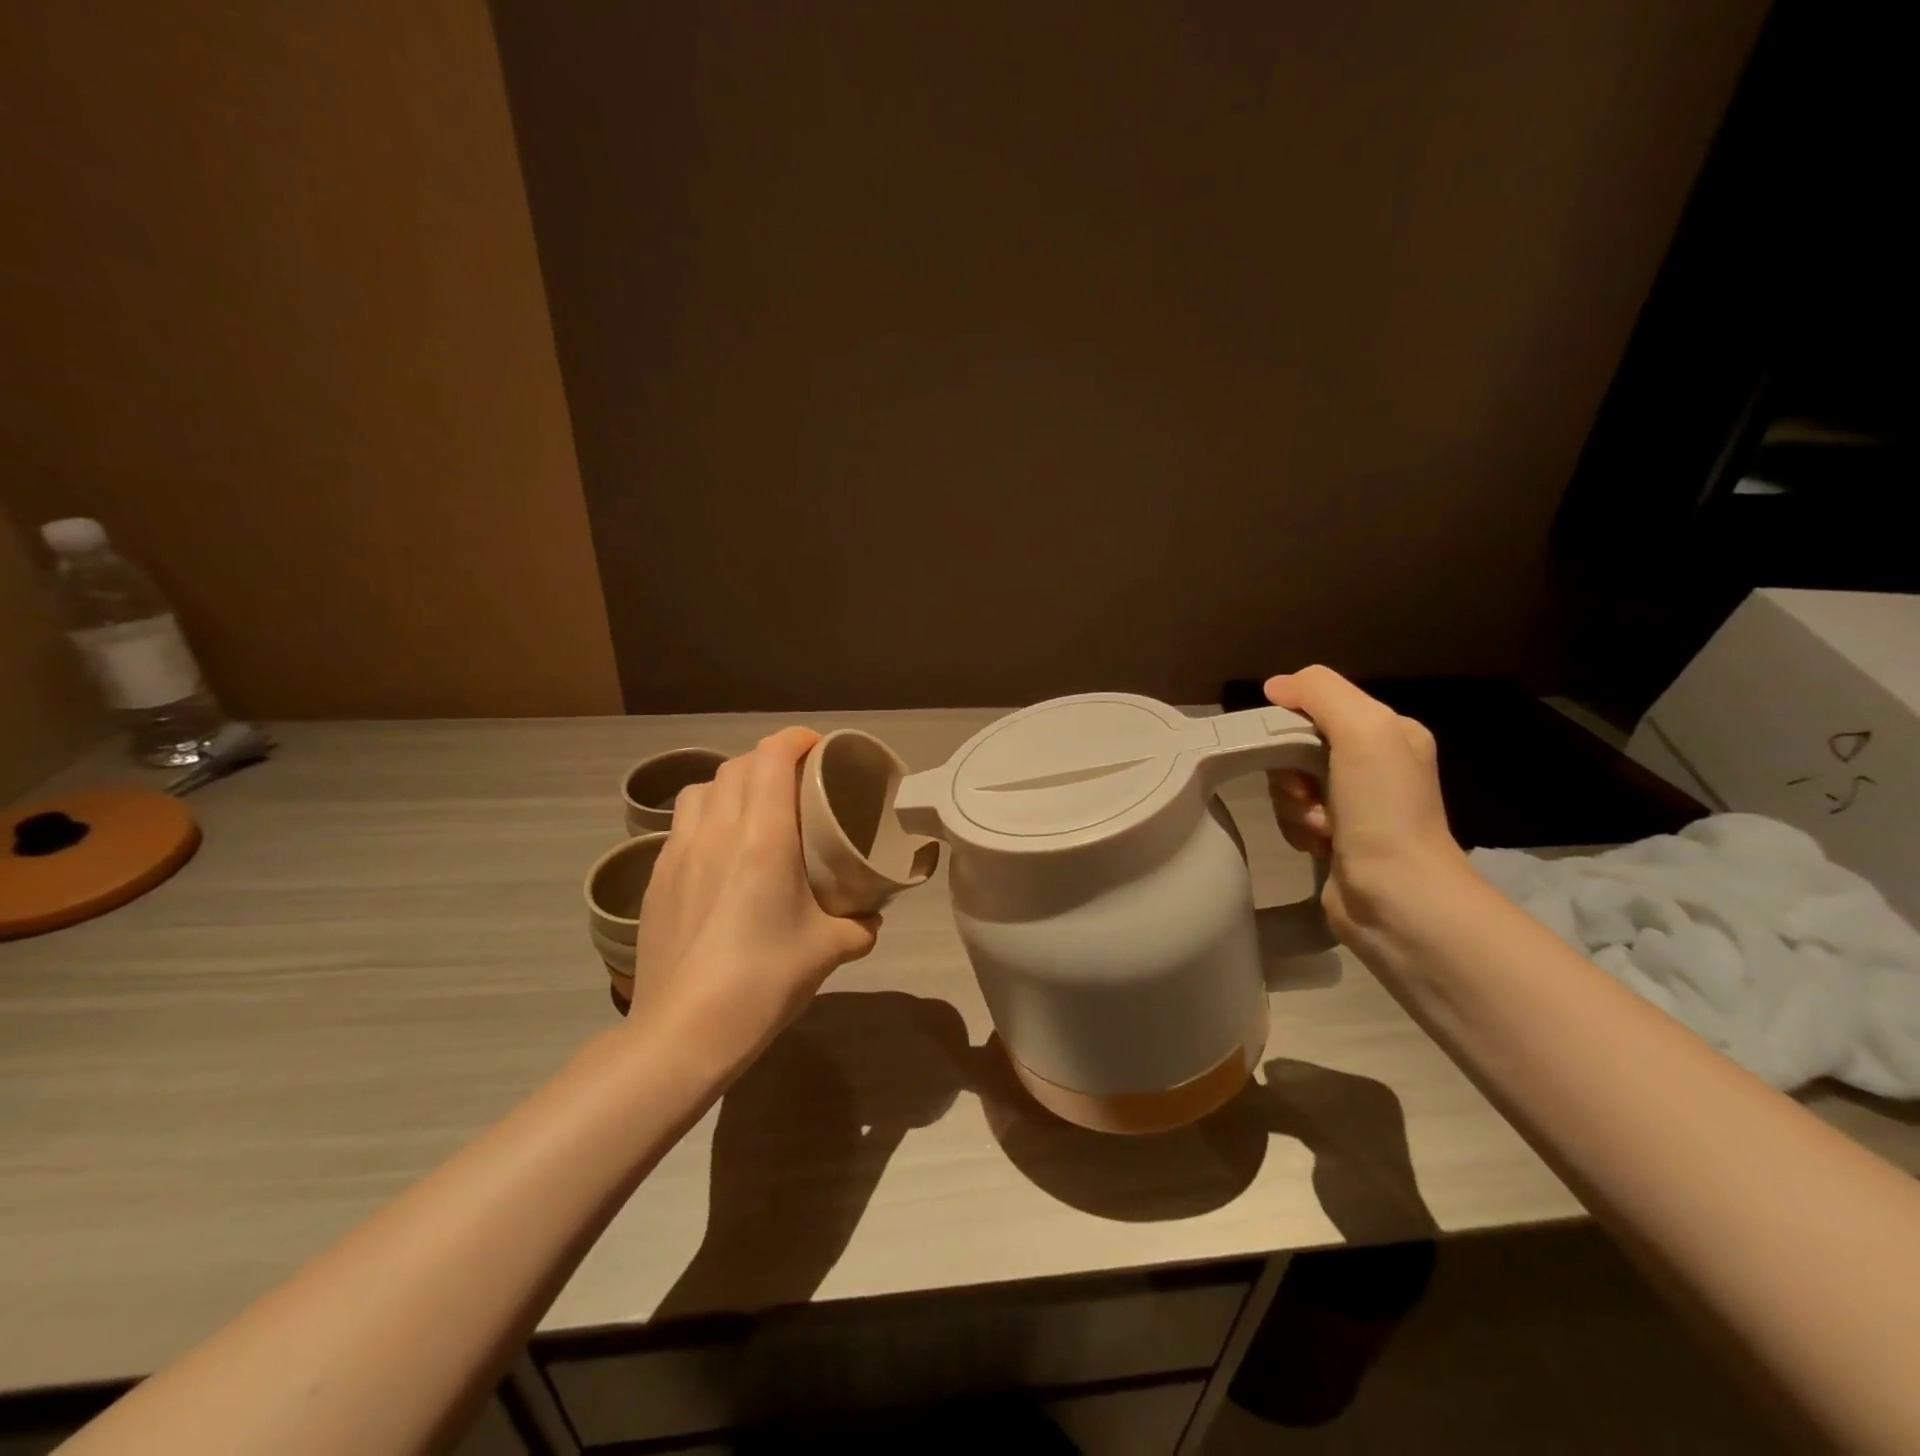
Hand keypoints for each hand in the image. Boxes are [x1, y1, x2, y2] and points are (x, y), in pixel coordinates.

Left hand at [631, 728, 878, 1065]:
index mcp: (761, 836)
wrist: (684, 1032)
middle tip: (795, 783)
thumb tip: (872, 918)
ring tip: (752, 811)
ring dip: (730, 785)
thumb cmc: (763, 980)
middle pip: (736, 766)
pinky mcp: (655, 879)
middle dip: (768, 761)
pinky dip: (706, 819)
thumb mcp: (829, 951)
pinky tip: (720, 856)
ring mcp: (677, 853)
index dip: (795, 740)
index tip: (818, 748)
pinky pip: (682, 826)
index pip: (771, 757)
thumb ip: (860, 925)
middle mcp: (716, 831)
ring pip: (701, 791)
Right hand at [1263, 666, 1473, 938]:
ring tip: (1318, 826)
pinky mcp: (1335, 839)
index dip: (1293, 722)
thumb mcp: (1363, 729)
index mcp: (1390, 733)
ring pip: (1289, 783)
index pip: (1320, 706)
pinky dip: (1295, 827)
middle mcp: (1375, 765)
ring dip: (1292, 803)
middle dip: (1289, 769)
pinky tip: (1317, 843)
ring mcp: (1355, 806)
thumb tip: (1275, 686)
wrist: (1397, 896)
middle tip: (1304, 791)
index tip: (1286, 746)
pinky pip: (1292, 817)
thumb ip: (1320, 692)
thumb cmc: (1383, 808)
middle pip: (1298, 746)